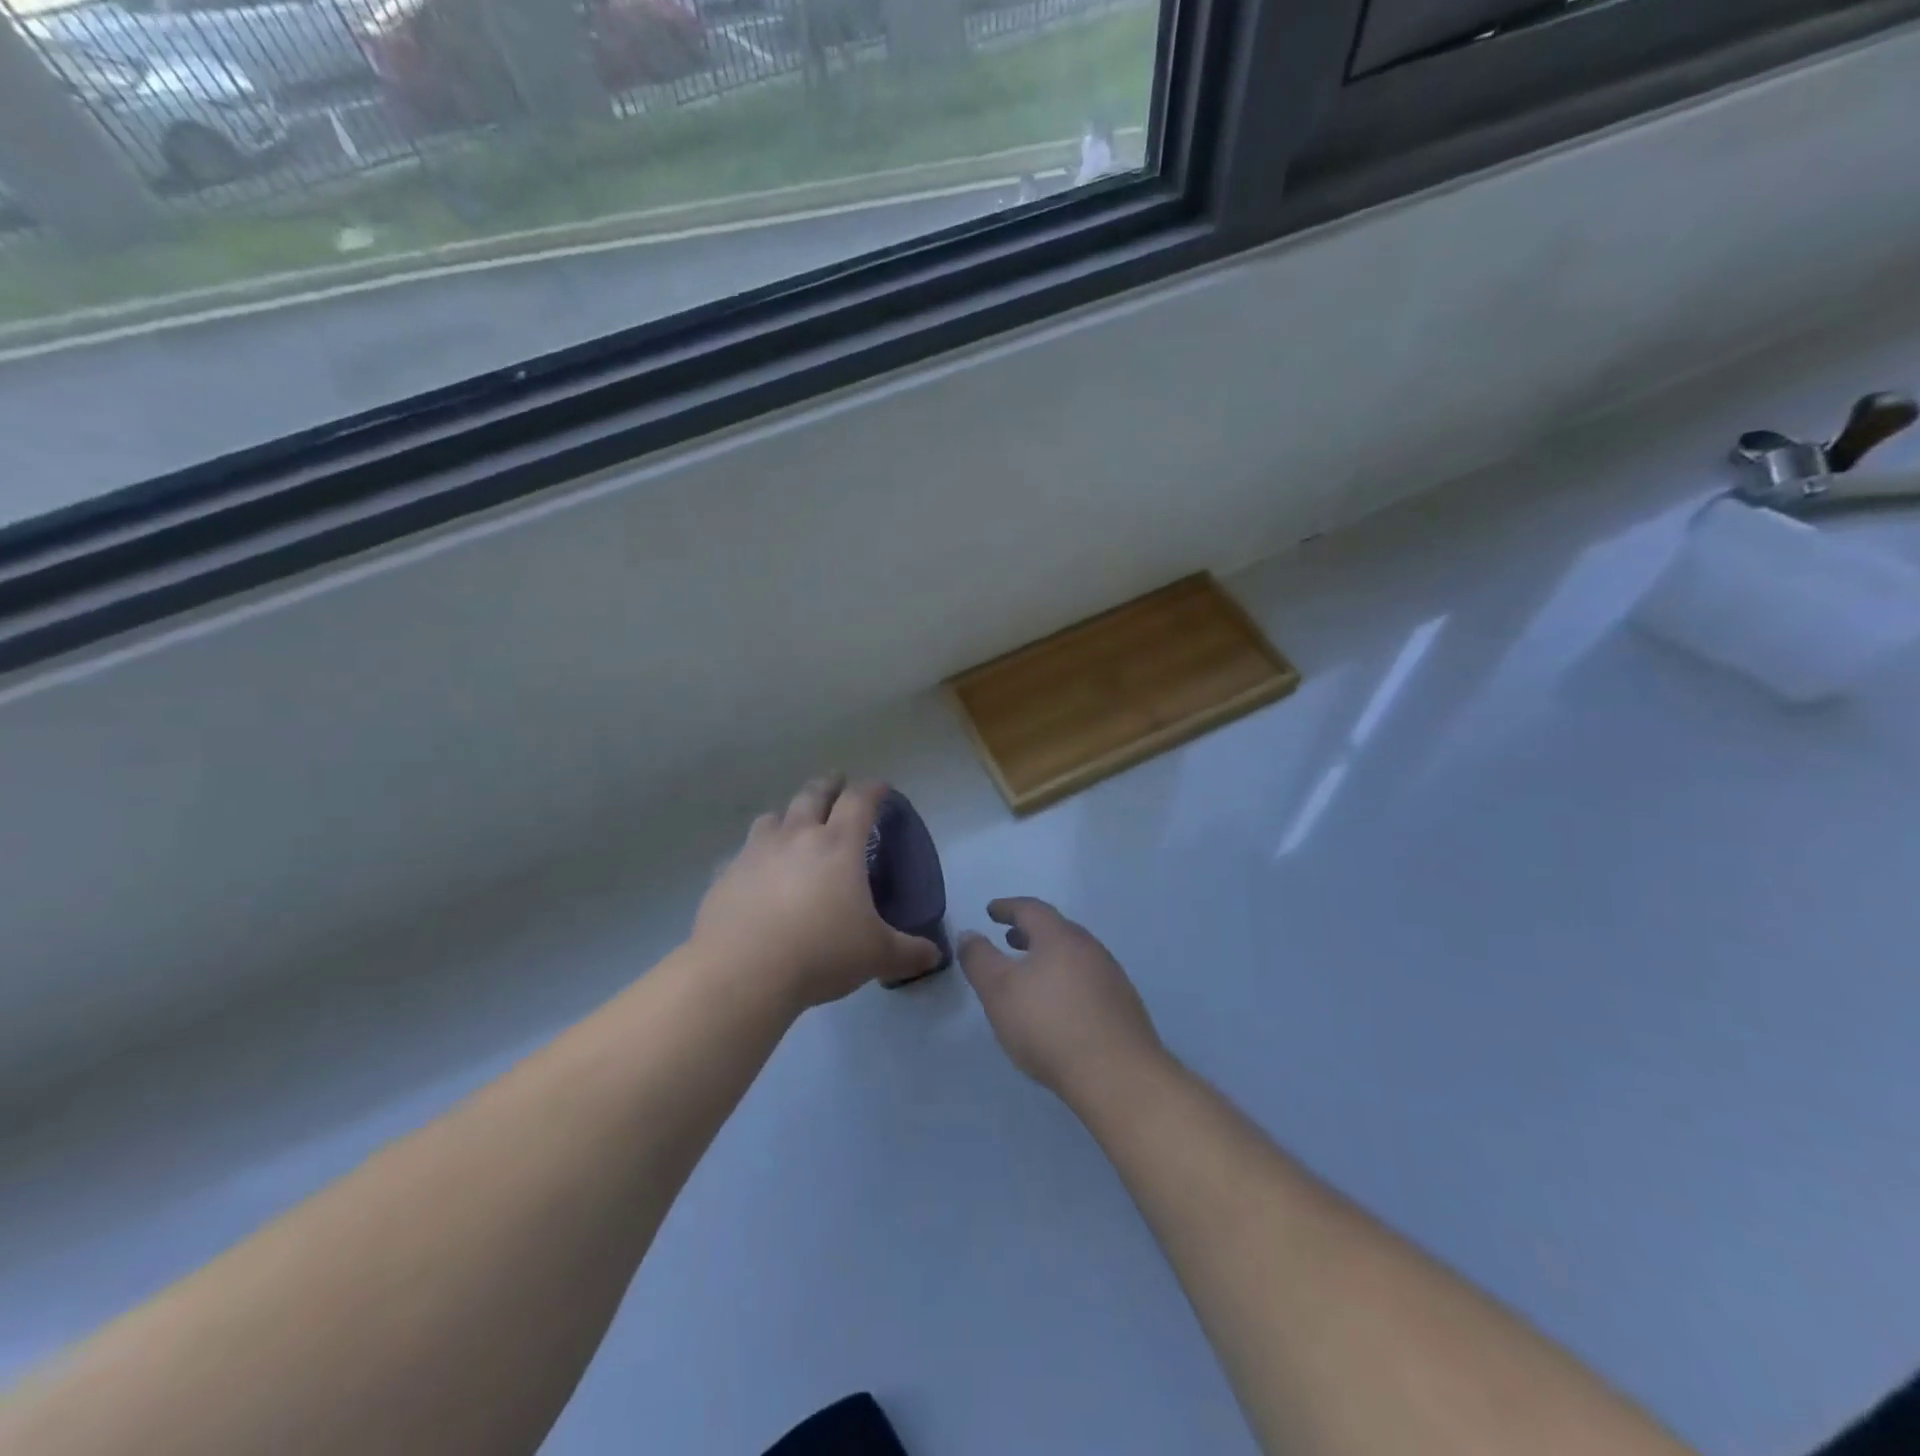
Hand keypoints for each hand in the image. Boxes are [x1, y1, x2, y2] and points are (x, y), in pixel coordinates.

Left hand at [693, 775, 942, 1009]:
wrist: (742, 971)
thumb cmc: (821, 952)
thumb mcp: (876, 955)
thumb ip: (908, 952)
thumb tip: (934, 955)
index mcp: (839, 845)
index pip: (859, 801)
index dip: (872, 789)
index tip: (881, 787)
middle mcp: (796, 837)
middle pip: (813, 795)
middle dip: (828, 785)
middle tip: (836, 782)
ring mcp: (756, 853)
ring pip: (773, 818)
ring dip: (787, 814)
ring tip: (793, 822)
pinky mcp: (726, 875)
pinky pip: (742, 854)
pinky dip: (754, 855)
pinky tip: (756, 872)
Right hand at [958, 898, 1165, 1103]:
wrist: (1118, 1076)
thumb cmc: (1049, 1025)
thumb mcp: (999, 991)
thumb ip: (979, 959)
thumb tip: (969, 934)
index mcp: (1059, 936)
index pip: (1031, 909)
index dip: (1007, 907)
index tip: (991, 911)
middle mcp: (1089, 948)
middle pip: (1056, 929)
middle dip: (1029, 931)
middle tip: (1009, 939)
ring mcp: (1111, 976)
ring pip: (1073, 955)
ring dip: (1049, 956)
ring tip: (1031, 974)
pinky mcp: (1123, 1006)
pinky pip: (1087, 980)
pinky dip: (1066, 980)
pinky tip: (1059, 1007)